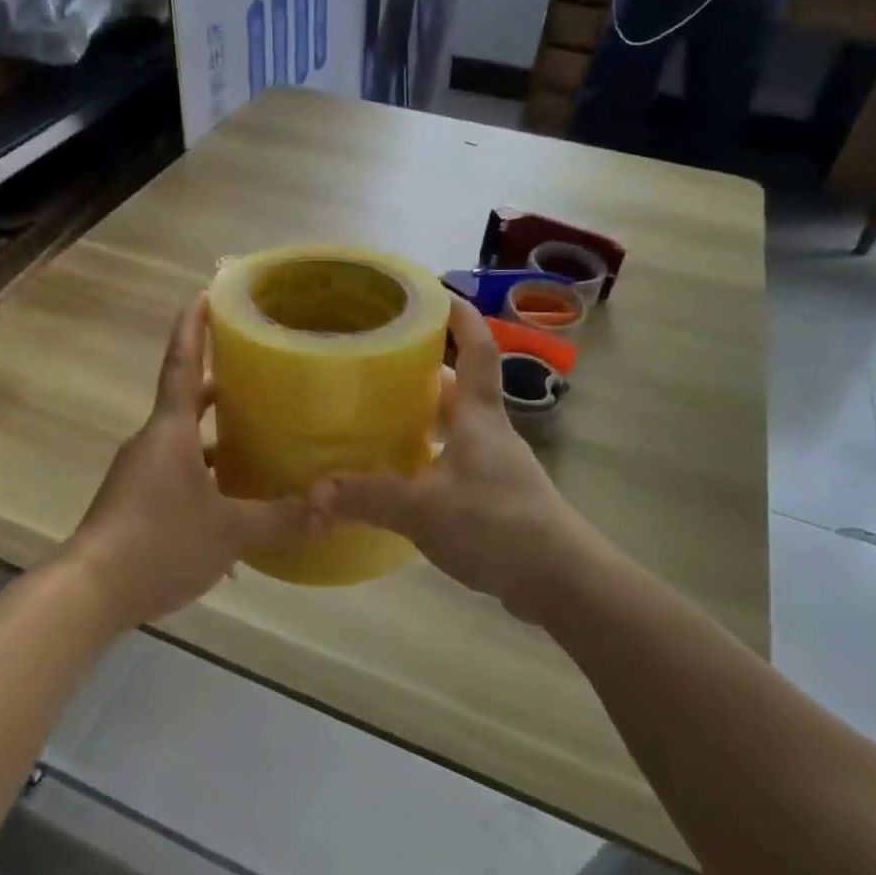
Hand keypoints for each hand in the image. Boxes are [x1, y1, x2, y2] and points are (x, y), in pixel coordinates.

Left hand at [67, 295, 324, 626]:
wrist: (89, 592)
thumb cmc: (158, 543)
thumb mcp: (229, 532)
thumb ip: (283, 519)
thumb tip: (334, 508)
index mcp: (170, 431)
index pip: (182, 364)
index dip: (195, 328)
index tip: (206, 294)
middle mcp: (153, 442)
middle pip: (188, 398)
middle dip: (221, 380)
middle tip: (260, 366)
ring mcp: (141, 473)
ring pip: (186, 440)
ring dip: (217, 433)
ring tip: (261, 432)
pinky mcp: (137, 501)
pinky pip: (180, 473)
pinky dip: (208, 474)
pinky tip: (237, 501)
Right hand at [318, 298, 580, 613]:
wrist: (560, 581)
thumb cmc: (496, 525)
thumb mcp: (424, 510)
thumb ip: (369, 497)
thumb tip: (315, 491)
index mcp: (480, 418)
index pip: (478, 351)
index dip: (462, 318)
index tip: (438, 293)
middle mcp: (490, 434)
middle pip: (460, 389)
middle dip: (426, 371)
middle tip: (381, 363)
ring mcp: (496, 467)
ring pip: (457, 428)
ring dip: (425, 418)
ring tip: (380, 416)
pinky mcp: (495, 499)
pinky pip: (454, 463)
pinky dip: (428, 458)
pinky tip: (400, 476)